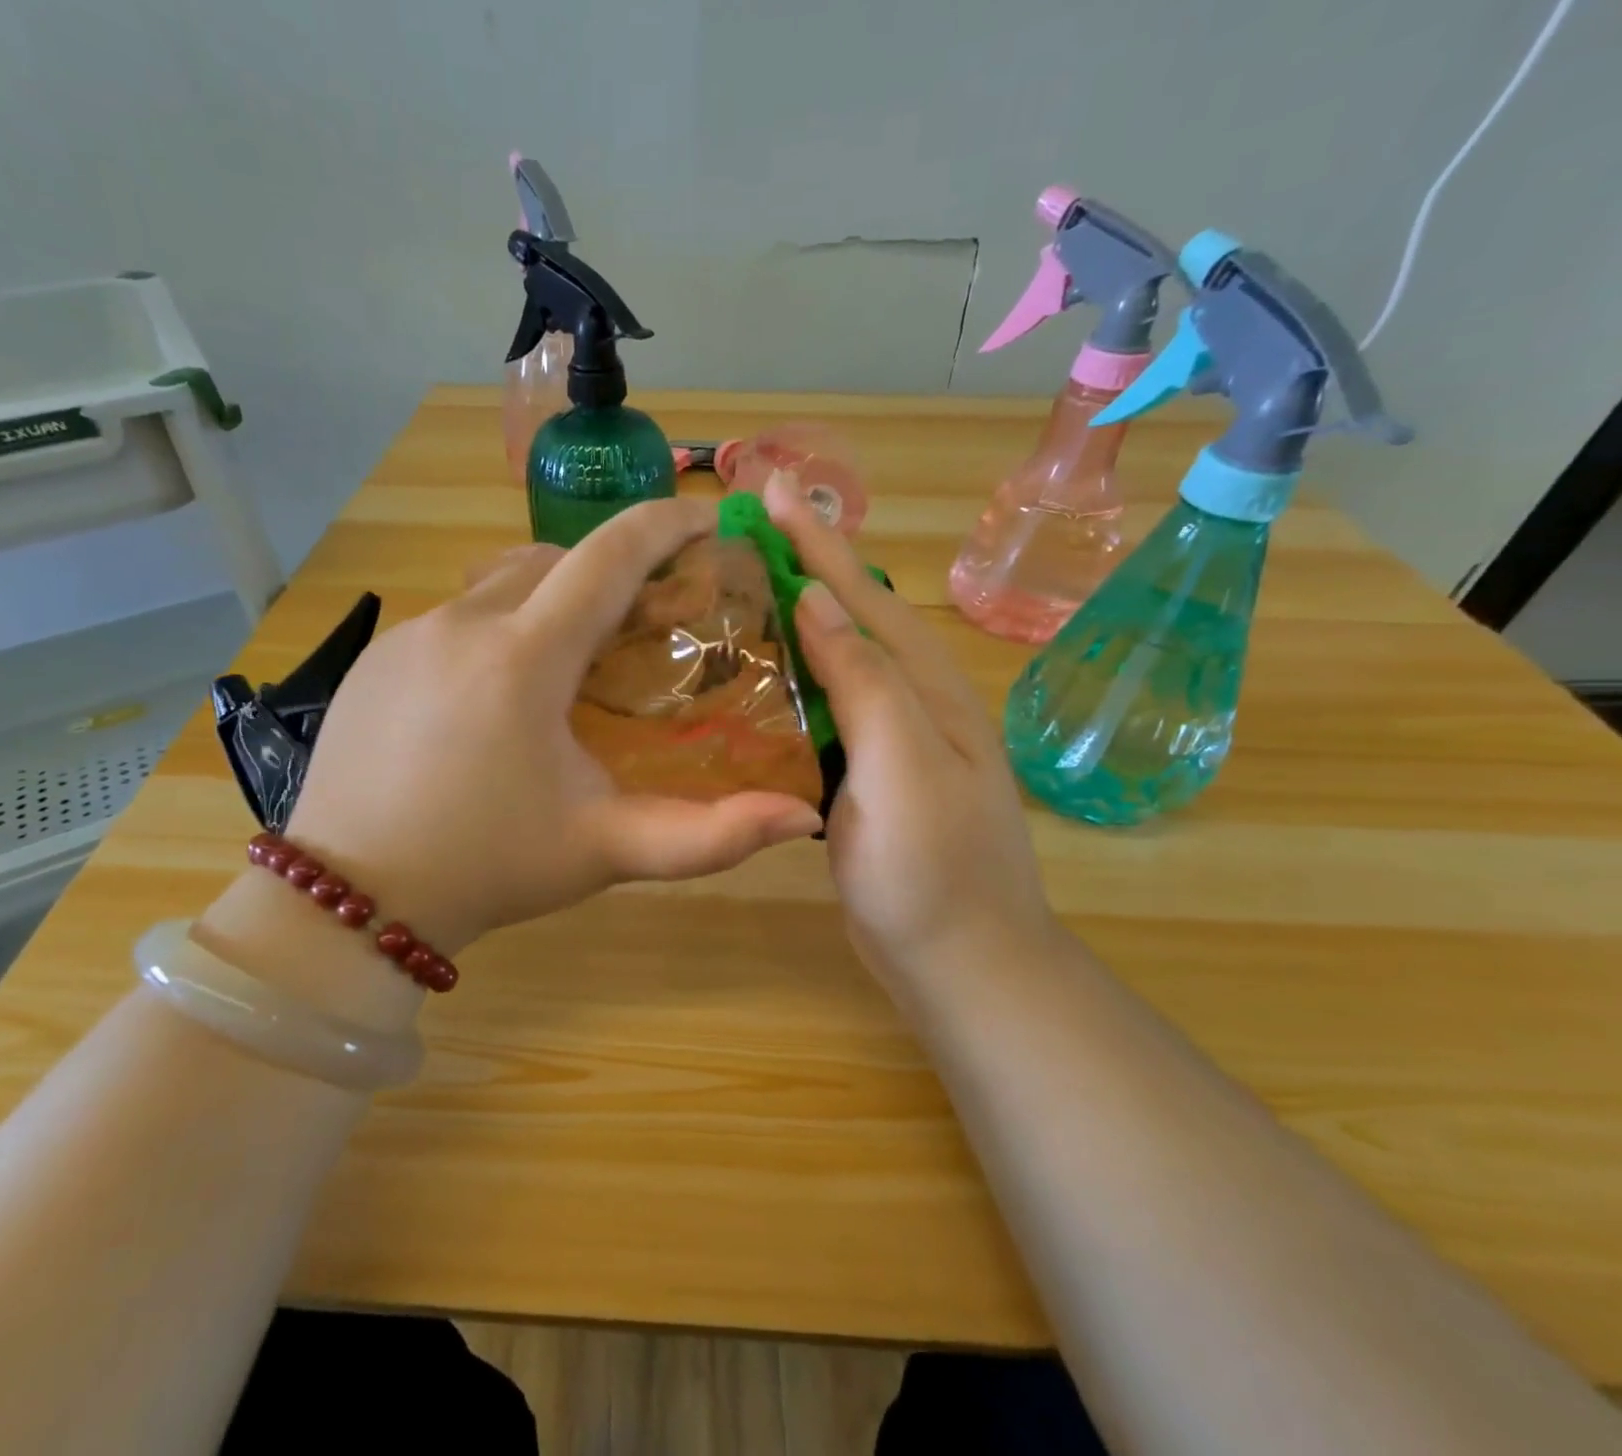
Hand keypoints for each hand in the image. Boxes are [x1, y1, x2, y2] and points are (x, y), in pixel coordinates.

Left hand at [283, 497, 824, 954]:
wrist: (354, 898)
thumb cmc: (489, 868)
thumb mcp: (606, 849)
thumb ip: (710, 835)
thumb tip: (803, 818)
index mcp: (524, 658)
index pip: (609, 556)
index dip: (666, 525)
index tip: (707, 521)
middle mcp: (462, 623)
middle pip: (556, 561)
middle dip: (610, 572)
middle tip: (644, 618)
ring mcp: (408, 635)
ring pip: (499, 584)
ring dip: (549, 599)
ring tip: (573, 656)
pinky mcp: (374, 658)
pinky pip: (453, 617)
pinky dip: (496, 628)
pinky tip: (498, 692)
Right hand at [764, 476, 1055, 984]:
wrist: (961, 963)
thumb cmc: (932, 870)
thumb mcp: (902, 767)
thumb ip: (865, 680)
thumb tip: (817, 599)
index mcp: (925, 688)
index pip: (863, 595)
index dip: (816, 540)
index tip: (770, 487)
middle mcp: (910, 702)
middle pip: (851, 618)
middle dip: (804, 566)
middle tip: (744, 530)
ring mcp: (889, 742)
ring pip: (835, 663)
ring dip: (794, 620)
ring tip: (742, 590)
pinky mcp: (865, 777)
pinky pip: (824, 712)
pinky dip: (791, 683)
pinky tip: (759, 680)